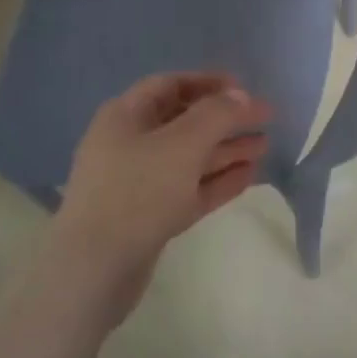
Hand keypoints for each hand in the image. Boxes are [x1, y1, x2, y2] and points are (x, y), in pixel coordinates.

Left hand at [53, 72, 271, 322]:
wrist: (91, 274)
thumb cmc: (136, 192)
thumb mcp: (183, 143)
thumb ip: (218, 114)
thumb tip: (243, 95)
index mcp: (125, 116)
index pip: (172, 85)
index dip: (209, 83)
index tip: (245, 89)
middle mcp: (129, 143)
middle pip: (184, 122)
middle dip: (225, 120)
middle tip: (265, 120)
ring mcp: (137, 183)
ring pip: (190, 158)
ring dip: (226, 150)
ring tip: (265, 147)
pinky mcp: (148, 218)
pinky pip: (188, 189)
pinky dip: (217, 181)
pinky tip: (249, 176)